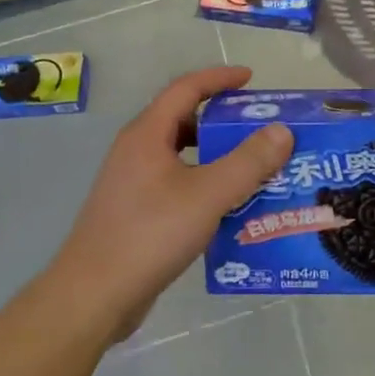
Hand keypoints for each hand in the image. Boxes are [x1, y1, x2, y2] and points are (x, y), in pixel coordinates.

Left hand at [48, 66, 291, 341]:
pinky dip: (205, 184)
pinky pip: (178, 183)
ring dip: (217, 156)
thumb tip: (281, 130)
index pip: (186, 88)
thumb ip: (248, 162)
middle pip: (184, 120)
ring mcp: (132, 182)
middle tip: (261, 129)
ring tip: (254, 168)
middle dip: (223, 120)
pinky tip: (229, 208)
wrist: (93, 297)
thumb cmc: (149, 235)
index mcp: (147, 134)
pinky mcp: (135, 212)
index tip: (252, 80)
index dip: (219, 78)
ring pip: (182, 156)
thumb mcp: (208, 195)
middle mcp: (136, 150)